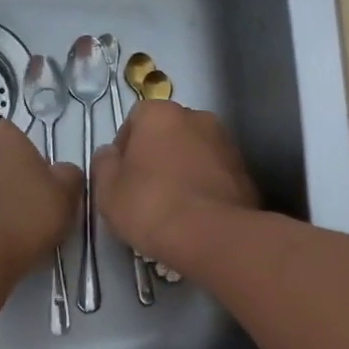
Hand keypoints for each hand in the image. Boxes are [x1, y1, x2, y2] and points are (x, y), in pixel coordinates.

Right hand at [91, 101, 259, 264]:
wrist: (212, 235)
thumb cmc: (150, 205)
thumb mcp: (108, 190)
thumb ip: (104, 164)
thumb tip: (110, 154)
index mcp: (161, 113)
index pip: (136, 119)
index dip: (125, 147)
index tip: (122, 175)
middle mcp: (198, 117)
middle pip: (169, 132)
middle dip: (157, 154)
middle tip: (145, 190)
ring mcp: (226, 143)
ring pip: (195, 152)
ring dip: (183, 169)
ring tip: (173, 205)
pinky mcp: (245, 171)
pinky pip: (215, 173)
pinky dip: (205, 185)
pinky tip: (196, 214)